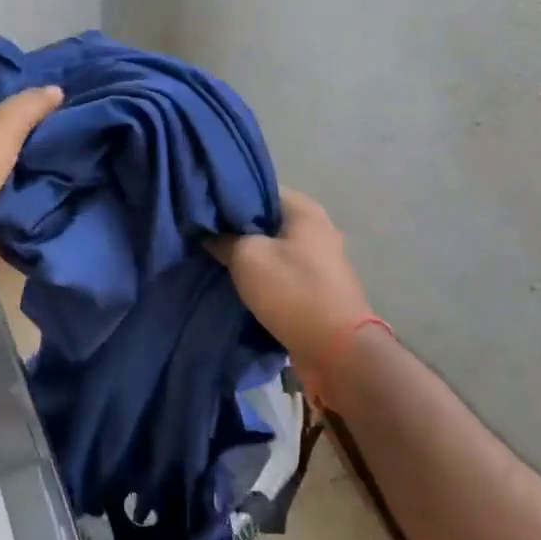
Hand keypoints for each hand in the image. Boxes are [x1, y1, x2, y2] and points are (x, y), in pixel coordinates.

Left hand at [0, 84, 62, 279]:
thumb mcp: (1, 126)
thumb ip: (29, 105)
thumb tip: (55, 89)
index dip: (5, 80)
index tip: (41, 79)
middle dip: (26, 122)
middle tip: (66, 115)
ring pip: (3, 160)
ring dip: (29, 158)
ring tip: (69, 147)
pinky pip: (6, 192)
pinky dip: (25, 189)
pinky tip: (57, 181)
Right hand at [209, 188, 374, 381]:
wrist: (337, 351)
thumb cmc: (293, 291)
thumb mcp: (248, 257)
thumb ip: (224, 239)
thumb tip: (208, 233)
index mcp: (305, 210)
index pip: (258, 188)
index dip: (228, 196)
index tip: (203, 208)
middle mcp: (316, 229)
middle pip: (265, 219)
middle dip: (235, 227)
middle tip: (203, 234)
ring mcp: (318, 260)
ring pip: (271, 248)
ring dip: (247, 254)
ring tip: (213, 257)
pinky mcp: (315, 287)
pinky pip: (280, 271)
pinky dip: (260, 275)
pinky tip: (234, 280)